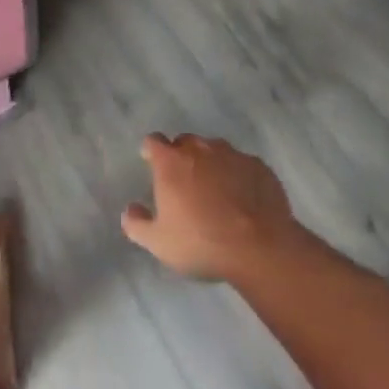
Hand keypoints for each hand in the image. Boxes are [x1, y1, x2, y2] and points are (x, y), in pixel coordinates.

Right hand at [122, 134, 304, 281]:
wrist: (260, 248)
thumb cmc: (201, 243)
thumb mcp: (159, 243)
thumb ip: (137, 224)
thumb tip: (129, 210)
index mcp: (171, 162)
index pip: (153, 141)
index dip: (151, 151)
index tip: (151, 163)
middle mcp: (199, 148)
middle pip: (185, 142)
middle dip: (182, 157)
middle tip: (185, 184)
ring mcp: (231, 154)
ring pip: (215, 150)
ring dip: (211, 164)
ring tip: (216, 192)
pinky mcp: (258, 165)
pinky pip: (242, 165)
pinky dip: (238, 175)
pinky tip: (243, 199)